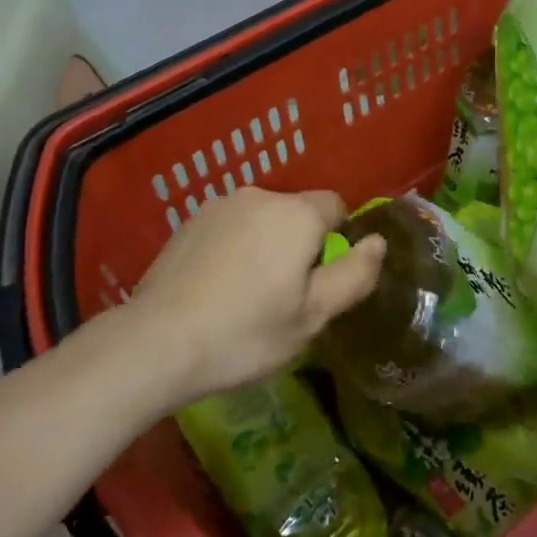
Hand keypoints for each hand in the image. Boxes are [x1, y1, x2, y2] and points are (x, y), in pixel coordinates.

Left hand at [121, 187, 384, 404]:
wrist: (158, 340)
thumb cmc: (246, 332)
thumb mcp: (312, 316)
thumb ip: (354, 275)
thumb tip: (378, 241)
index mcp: (296, 214)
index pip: (335, 205)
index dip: (337, 240)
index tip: (320, 280)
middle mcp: (260, 196)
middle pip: (297, 212)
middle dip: (300, 244)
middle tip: (284, 297)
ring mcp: (221, 205)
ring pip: (262, 219)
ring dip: (265, 244)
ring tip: (246, 295)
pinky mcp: (191, 220)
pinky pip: (231, 226)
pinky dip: (234, 247)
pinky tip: (217, 287)